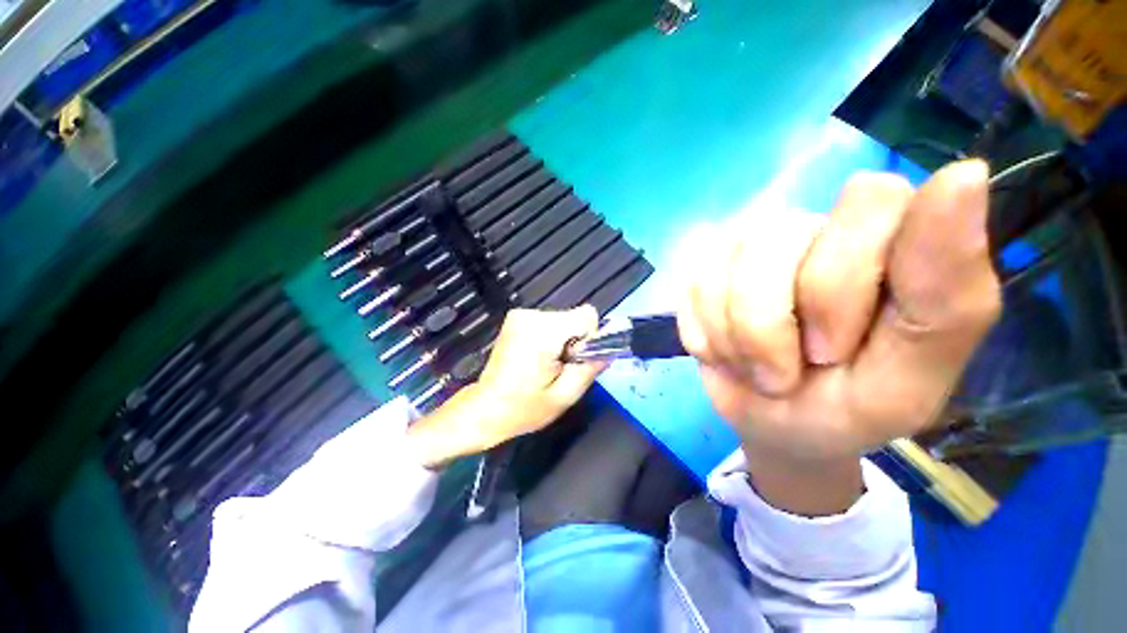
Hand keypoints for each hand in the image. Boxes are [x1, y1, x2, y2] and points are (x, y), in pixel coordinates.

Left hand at [407, 306, 603, 467]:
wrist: (486, 408)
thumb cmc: (524, 408)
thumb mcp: (566, 396)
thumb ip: (591, 367)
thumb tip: (610, 347)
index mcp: (543, 334)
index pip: (587, 315)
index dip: (589, 338)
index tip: (575, 359)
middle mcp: (531, 316)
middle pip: (574, 317)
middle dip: (574, 340)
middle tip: (559, 367)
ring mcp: (520, 314)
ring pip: (563, 319)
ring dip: (562, 340)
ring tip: (545, 364)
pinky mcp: (516, 317)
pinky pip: (549, 321)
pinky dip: (550, 337)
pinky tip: (536, 357)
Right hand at [678, 160, 999, 513]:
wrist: (776, 424)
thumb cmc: (848, 408)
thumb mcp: (908, 381)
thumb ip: (946, 296)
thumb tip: (966, 172)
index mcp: (888, 242)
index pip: (869, 200)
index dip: (842, 280)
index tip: (837, 346)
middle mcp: (815, 228)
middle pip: (777, 239)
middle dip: (776, 324)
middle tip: (797, 368)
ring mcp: (749, 246)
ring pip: (723, 274)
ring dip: (738, 341)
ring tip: (759, 368)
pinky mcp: (704, 269)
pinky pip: (692, 293)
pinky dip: (707, 339)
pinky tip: (726, 353)